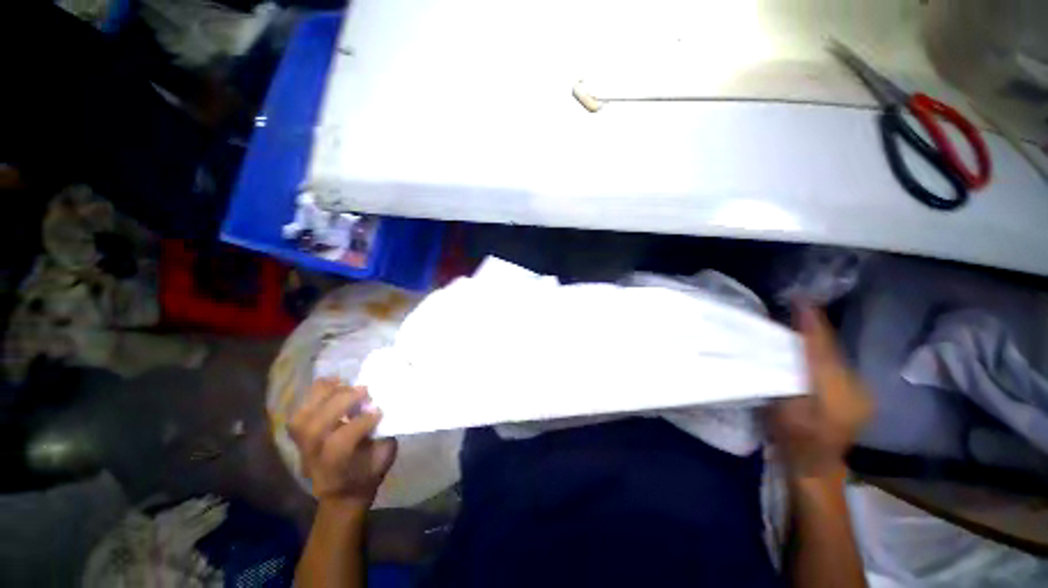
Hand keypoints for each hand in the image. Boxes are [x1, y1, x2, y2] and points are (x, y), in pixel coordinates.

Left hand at [290, 380, 396, 511]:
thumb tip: (386, 408)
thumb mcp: (383, 458)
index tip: (380, 412)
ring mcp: (301, 447)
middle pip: (315, 427)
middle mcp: (313, 458)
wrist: (342, 493)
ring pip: (302, 417)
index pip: (339, 443)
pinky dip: (314, 395)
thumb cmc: (367, 473)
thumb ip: (382, 434)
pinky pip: (301, 410)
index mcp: (336, 468)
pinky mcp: (299, 435)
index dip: (360, 423)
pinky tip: (333, 384)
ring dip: (324, 395)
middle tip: (364, 390)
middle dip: (340, 403)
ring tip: (345, 383)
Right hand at [767, 305, 872, 479]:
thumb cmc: (793, 440)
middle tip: (795, 307)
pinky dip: (823, 351)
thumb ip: (783, 377)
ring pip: (835, 355)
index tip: (800, 299)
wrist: (816, 467)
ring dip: (818, 338)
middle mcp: (855, 388)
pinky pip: (838, 364)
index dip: (811, 324)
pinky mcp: (858, 393)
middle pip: (831, 349)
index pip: (821, 350)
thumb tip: (779, 346)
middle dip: (814, 327)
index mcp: (835, 393)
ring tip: (801, 320)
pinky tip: (811, 345)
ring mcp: (860, 391)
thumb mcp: (781, 409)